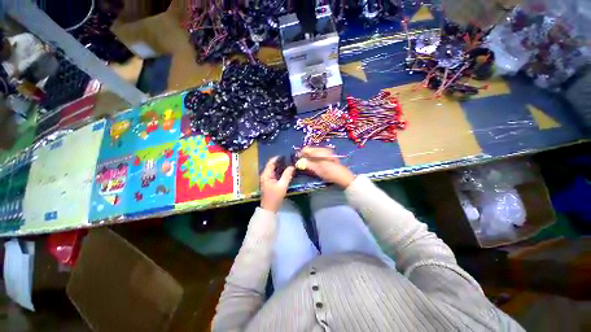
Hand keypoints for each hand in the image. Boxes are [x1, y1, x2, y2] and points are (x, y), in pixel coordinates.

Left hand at [260, 156, 294, 212]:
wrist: (270, 208)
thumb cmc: (275, 197)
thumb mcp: (282, 186)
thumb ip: (287, 175)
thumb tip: (292, 166)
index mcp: (266, 174)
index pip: (271, 162)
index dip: (278, 158)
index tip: (287, 155)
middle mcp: (265, 174)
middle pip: (273, 165)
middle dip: (281, 162)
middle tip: (290, 159)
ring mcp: (267, 178)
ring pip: (275, 169)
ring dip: (282, 166)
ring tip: (290, 163)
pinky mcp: (270, 182)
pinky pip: (276, 173)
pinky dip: (281, 171)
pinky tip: (287, 171)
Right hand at [299, 147, 354, 187]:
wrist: (342, 176)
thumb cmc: (329, 173)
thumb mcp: (317, 170)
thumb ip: (307, 164)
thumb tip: (298, 162)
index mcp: (320, 151)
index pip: (306, 149)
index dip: (301, 154)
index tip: (297, 160)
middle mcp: (323, 149)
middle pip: (310, 150)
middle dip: (305, 156)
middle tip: (301, 163)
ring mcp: (326, 152)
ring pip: (314, 152)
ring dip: (309, 157)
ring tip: (307, 164)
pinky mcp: (328, 155)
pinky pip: (318, 154)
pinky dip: (314, 158)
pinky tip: (314, 164)